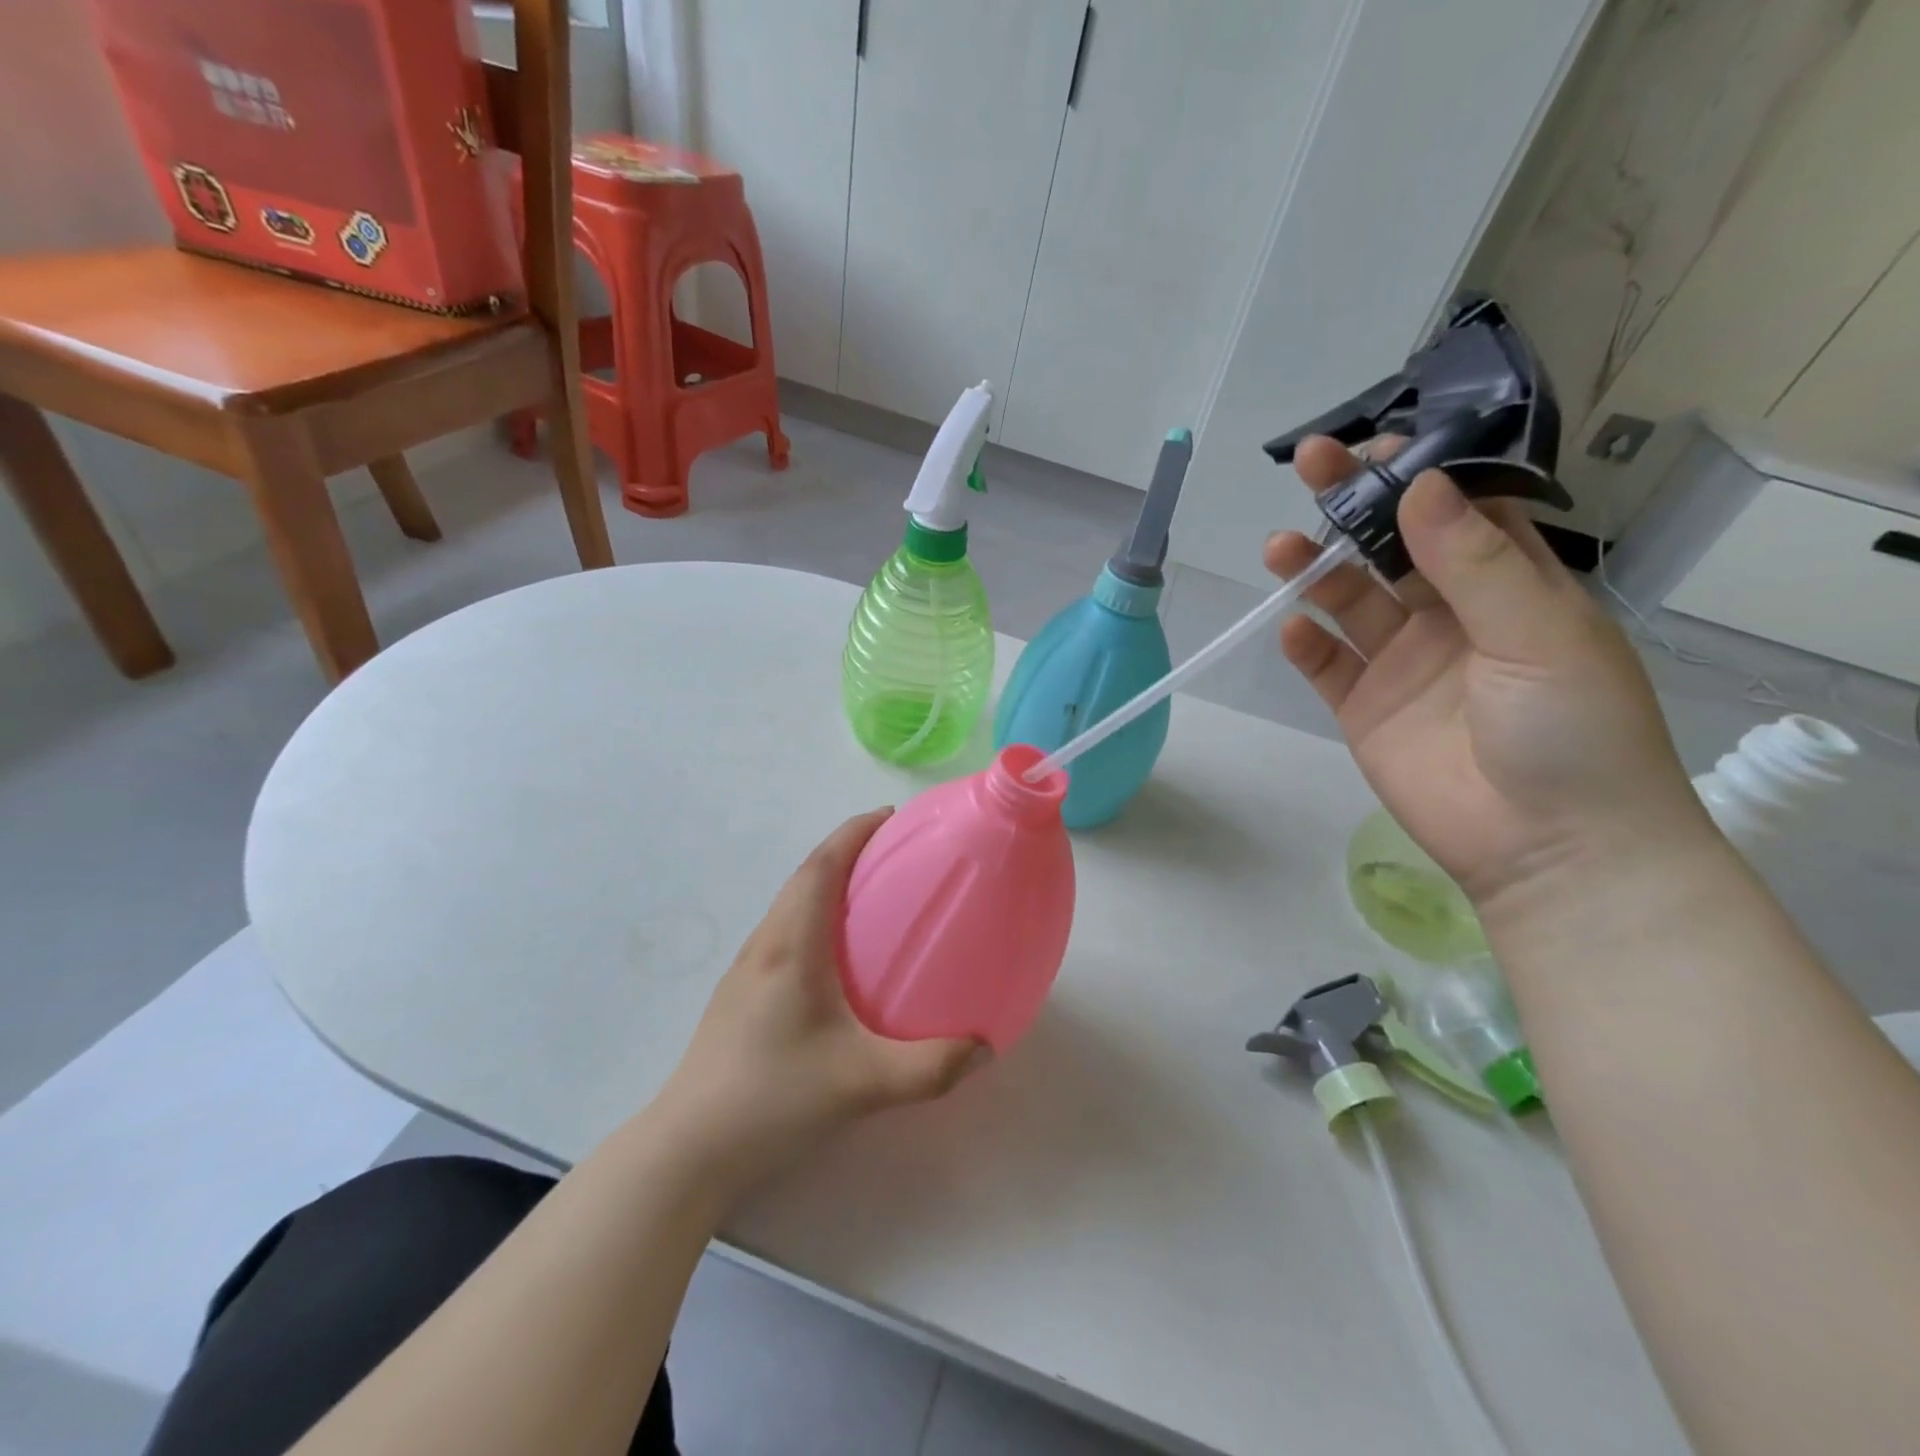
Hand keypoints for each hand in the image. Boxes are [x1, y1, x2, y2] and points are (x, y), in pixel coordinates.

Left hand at [654, 810, 979, 1196]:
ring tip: (868, 892)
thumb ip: (930, 1068)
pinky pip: (783, 930)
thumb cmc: (773, 1098)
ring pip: (789, 903)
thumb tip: (984, 1047)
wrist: (690, 1146)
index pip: (821, 867)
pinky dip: (813, 914)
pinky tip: (835, 955)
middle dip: (844, 849)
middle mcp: (765, 944)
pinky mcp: (739, 993)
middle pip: (804, 876)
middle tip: (891, 850)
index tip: (888, 816)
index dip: (853, 833)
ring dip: (825, 881)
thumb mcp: (861, 1084)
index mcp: (791, 946)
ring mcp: (746, 968)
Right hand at [1265, 436, 1712, 922]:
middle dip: (1353, 505)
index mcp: (1511, 587)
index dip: (1418, 473)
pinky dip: (1306, 644)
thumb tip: (1420, 485)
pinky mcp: (1364, 708)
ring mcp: (1403, 663)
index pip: (1459, 511)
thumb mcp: (1539, 634)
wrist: (1549, 849)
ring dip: (1316, 571)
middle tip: (1310, 466)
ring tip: (1280, 549)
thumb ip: (1476, 562)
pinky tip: (1292, 629)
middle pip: (1392, 547)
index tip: (1376, 446)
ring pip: (1349, 601)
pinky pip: (1326, 666)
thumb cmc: (1572, 731)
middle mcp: (1451, 616)